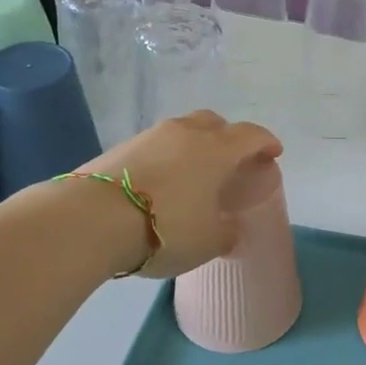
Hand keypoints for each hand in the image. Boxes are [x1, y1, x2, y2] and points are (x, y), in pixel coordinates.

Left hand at [79, 112, 282, 277]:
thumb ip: (226, 233)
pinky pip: (153, 147)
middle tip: (230, 161)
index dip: (266, 143)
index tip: (273, 154)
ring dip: (192, 147)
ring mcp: (150, 136)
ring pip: (181, 132)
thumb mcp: (208, 241)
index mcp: (217, 149)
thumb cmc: (167, 227)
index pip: (251, 135)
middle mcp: (186, 133)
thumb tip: (230, 230)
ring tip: (191, 175)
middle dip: (227, 137)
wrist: (92, 219)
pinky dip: (164, 159)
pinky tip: (159, 184)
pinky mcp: (119, 148)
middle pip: (214, 123)